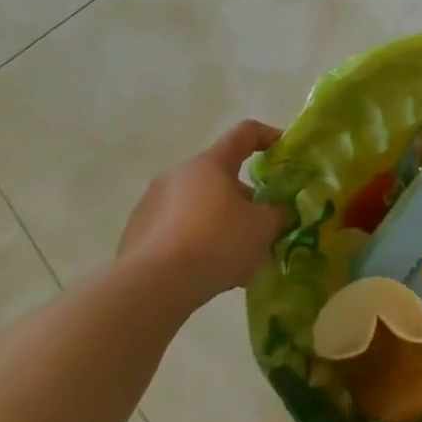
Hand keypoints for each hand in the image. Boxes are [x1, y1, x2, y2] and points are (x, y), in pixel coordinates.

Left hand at [117, 120, 289, 308]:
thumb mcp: (264, 226)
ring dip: (220, 221)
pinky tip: (208, 271)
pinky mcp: (135, 236)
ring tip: (237, 255)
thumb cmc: (216, 242)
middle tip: (263, 223)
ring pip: (198, 205)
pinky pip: (177, 230)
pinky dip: (196, 242)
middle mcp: (177, 175)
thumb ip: (278, 213)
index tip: (285, 153)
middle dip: (245, 197)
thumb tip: (280, 212)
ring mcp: (150, 205)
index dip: (269, 137)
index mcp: (210, 164)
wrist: (151, 288)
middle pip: (220, 175)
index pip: (245, 133)